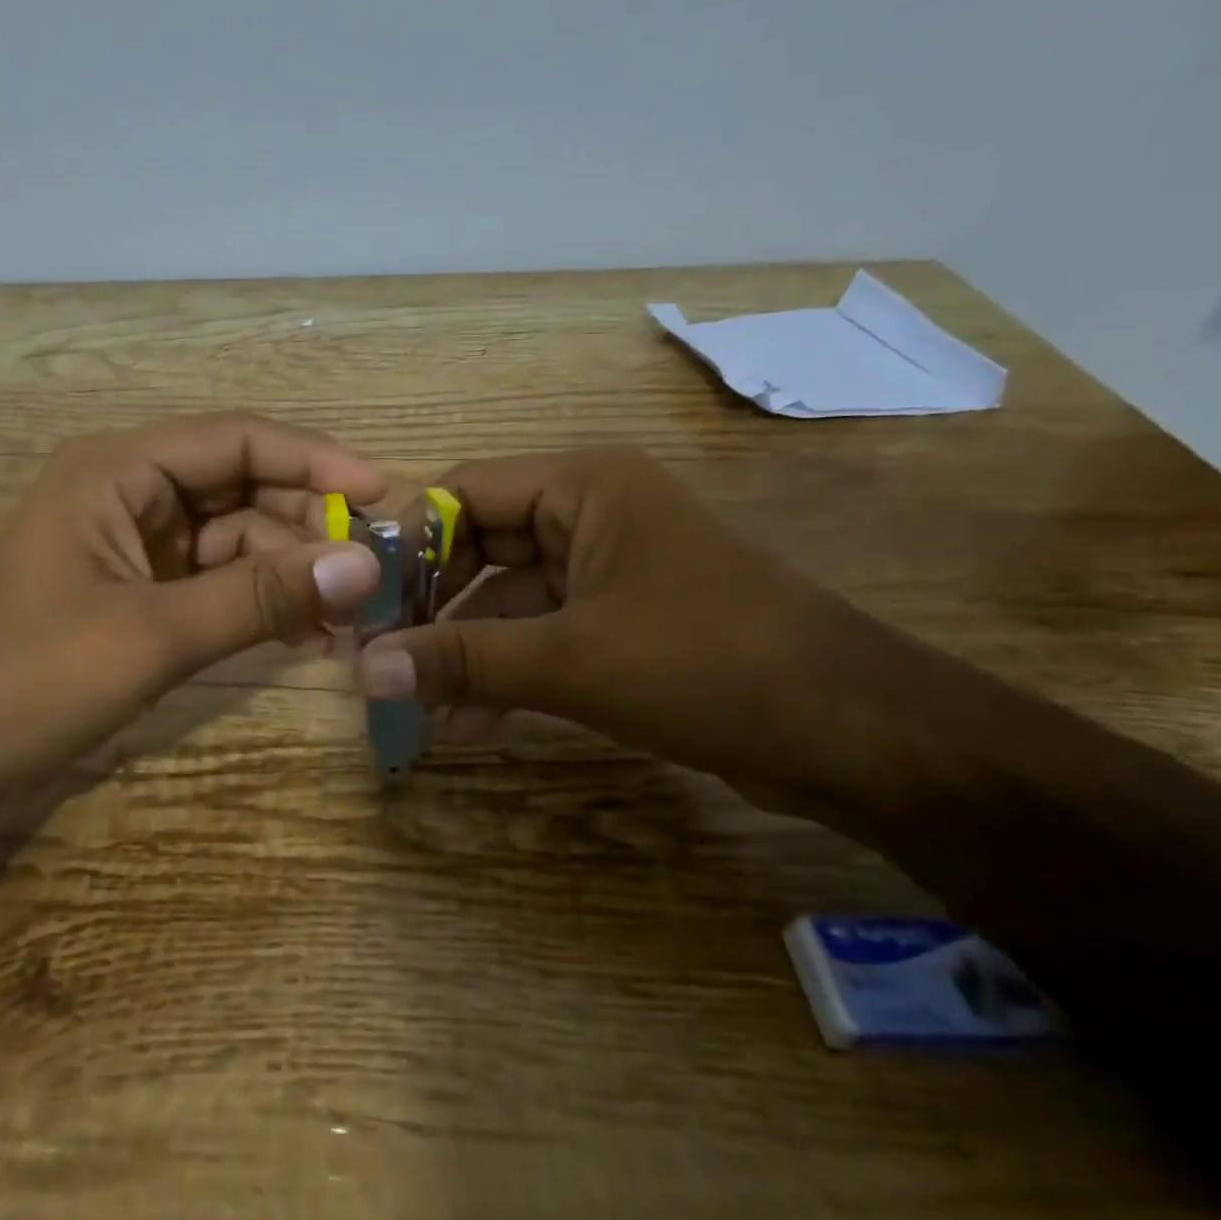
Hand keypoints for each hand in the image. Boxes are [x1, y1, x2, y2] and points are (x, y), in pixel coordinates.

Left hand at [0, 412, 384, 788]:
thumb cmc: (33, 679)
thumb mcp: (155, 635)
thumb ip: (261, 596)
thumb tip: (363, 565)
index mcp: (118, 469)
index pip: (236, 440)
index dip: (313, 460)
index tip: (378, 494)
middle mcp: (128, 491)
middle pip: (240, 487)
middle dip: (304, 529)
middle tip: (368, 576)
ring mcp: (132, 542)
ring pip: (233, 537)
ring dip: (286, 571)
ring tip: (342, 618)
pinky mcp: (136, 588)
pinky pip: (214, 578)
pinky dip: (256, 600)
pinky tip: (300, 634)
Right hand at [356, 447, 840, 800]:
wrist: (856, 734)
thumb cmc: (707, 663)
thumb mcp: (570, 660)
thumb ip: (462, 660)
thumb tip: (364, 670)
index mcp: (582, 485)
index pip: (464, 492)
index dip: (410, 545)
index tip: (366, 605)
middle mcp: (591, 512)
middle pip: (482, 546)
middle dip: (435, 609)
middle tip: (385, 661)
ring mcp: (609, 568)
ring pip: (510, 598)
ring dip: (467, 651)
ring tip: (419, 706)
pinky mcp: (623, 619)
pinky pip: (545, 633)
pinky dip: (508, 671)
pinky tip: (470, 722)